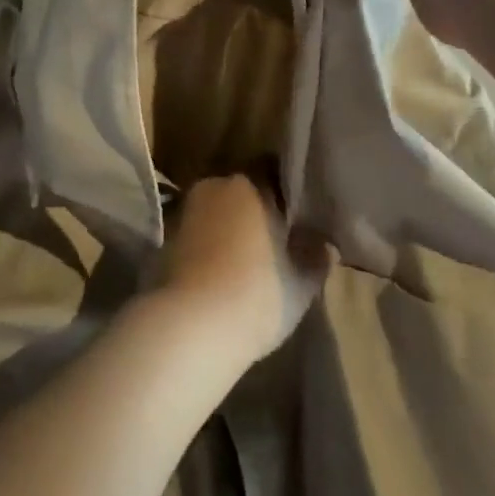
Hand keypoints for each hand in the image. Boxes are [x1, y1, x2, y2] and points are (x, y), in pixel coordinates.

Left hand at [154, 176, 332, 367]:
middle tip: (275, 236)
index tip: (297, 211)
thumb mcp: (300, 284)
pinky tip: (223, 269)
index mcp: (250, 185)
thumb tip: (326, 245)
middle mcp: (216, 186)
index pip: (271, 172)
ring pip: (218, 210)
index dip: (284, 192)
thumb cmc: (256, 295)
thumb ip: (315, 259)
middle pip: (241, 191)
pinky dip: (210, 243)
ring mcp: (188, 209)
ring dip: (230, 226)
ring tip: (249, 256)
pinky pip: (199, 231)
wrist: (192, 323)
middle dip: (256, 209)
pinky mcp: (168, 236)